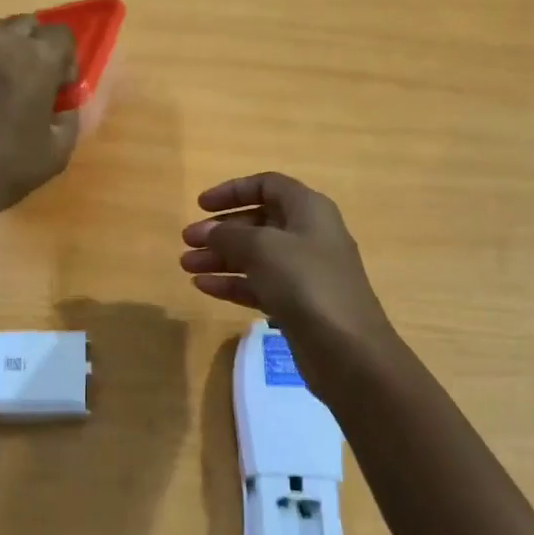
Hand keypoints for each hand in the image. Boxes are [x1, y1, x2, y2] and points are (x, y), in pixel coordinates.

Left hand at [0, 16, 78, 223]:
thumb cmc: (6, 167)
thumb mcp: (58, 152)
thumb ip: (69, 118)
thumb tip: (62, 107)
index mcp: (36, 58)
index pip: (63, 35)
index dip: (67, 62)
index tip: (60, 91)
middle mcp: (1, 42)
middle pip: (29, 25)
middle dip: (38, 49)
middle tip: (37, 85)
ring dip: (10, 52)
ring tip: (8, 90)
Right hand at [179, 173, 397, 366]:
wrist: (347, 349)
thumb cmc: (306, 282)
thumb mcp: (262, 248)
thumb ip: (229, 235)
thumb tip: (207, 231)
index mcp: (308, 209)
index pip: (268, 185)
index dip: (233, 190)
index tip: (201, 205)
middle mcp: (308, 235)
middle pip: (258, 222)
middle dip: (221, 230)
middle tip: (187, 241)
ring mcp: (304, 272)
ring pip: (255, 256)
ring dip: (220, 258)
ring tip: (186, 266)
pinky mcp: (297, 303)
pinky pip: (259, 284)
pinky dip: (232, 283)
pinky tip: (203, 287)